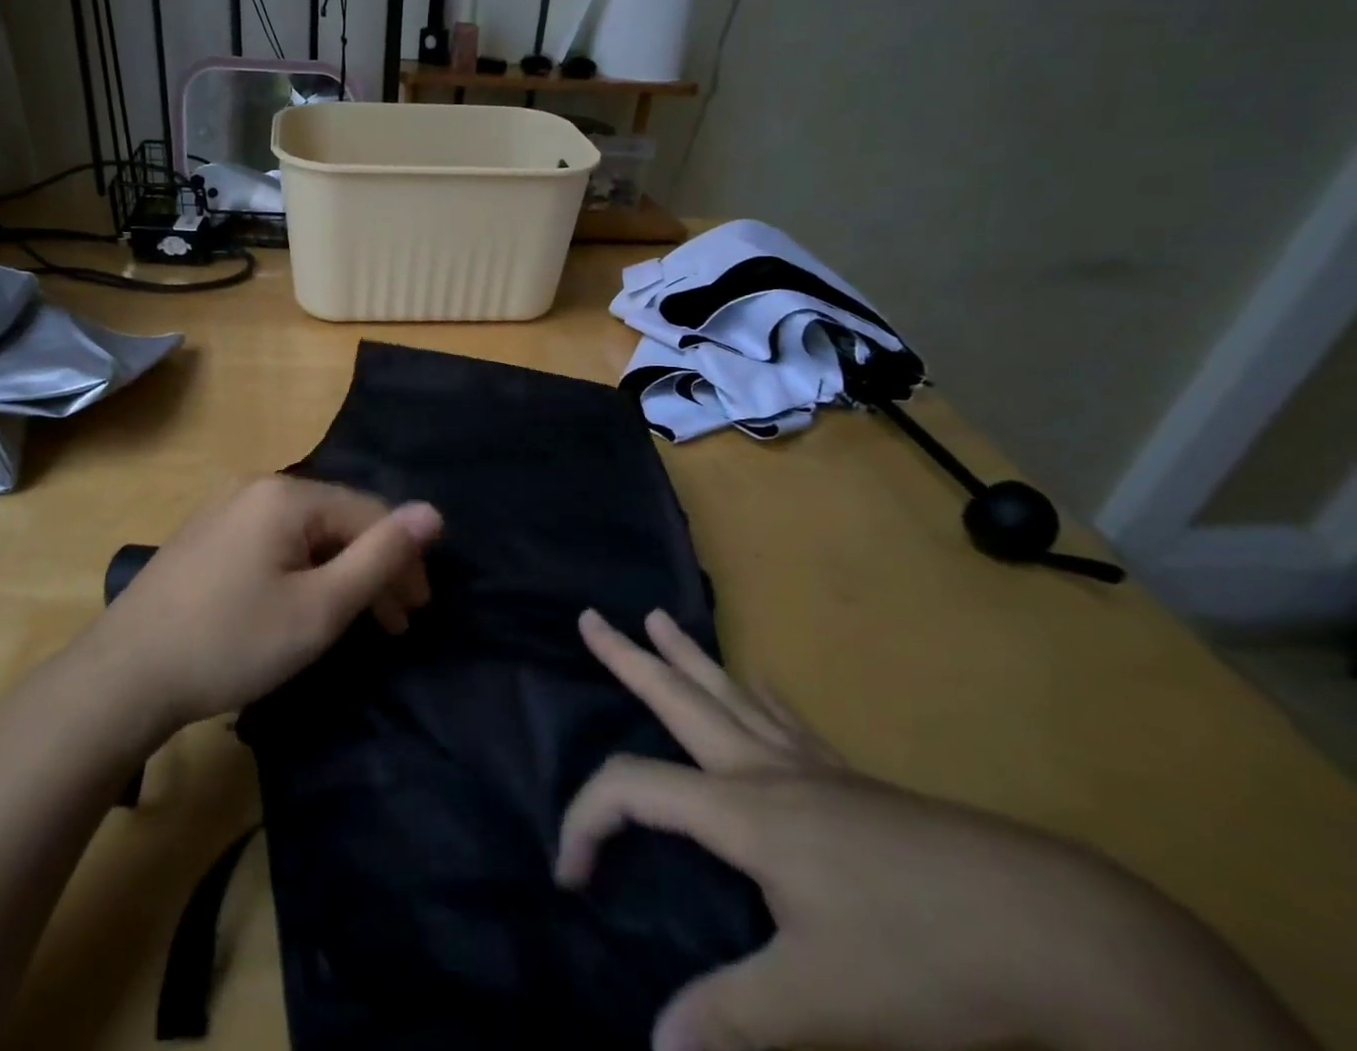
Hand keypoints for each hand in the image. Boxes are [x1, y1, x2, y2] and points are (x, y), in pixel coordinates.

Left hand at [89, 477, 440, 732]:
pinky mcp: (207, 534)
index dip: (402, 560)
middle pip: (337, 520)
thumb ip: (380, 557)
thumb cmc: (231, 642)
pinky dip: (301, 571)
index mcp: (288, 495)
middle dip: (372, 568)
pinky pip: (273, 541)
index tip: (415, 613)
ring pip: (306, 533)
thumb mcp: (320, 608)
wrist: (123, 676)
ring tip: (355, 620)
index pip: (369, 514)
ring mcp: (226, 507)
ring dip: (339, 572)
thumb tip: (433, 512)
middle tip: (394, 623)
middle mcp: (257, 486)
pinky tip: (303, 603)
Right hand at [559, 609, 1319, 1050]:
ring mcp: (815, 771)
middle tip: (590, 617)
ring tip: (658, 618)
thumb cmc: (926, 957)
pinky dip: (760, 695)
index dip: (587, 821)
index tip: (569, 875)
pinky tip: (761, 683)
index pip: (635, 792)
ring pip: (730, 696)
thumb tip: (653, 1045)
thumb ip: (732, 1019)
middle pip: (680, 699)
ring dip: (688, 658)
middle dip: (629, 660)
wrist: (1056, 930)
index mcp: (743, 811)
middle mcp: (767, 772)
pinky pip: (788, 721)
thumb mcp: (822, 1002)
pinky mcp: (855, 785)